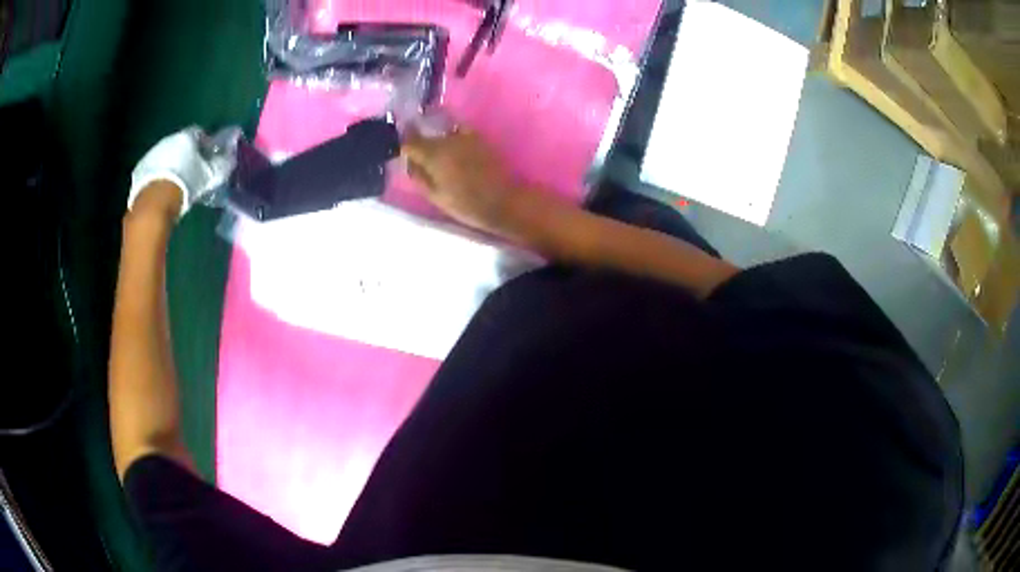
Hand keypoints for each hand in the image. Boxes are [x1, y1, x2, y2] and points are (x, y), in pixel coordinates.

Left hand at [128, 126, 239, 218]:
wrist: (153, 205)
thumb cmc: (184, 186)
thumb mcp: (208, 177)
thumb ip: (221, 164)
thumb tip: (231, 157)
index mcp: (186, 136)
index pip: (199, 133)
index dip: (205, 144)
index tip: (209, 157)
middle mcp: (168, 139)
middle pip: (179, 143)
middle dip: (186, 154)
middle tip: (192, 170)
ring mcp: (151, 154)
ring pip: (165, 155)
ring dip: (171, 164)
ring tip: (176, 182)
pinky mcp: (139, 170)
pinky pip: (153, 169)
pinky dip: (158, 175)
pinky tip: (162, 189)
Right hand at [401, 127, 520, 234]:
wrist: (504, 201)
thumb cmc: (467, 204)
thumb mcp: (435, 196)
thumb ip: (418, 176)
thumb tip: (409, 162)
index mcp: (433, 153)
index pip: (409, 141)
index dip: (404, 146)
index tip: (403, 153)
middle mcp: (447, 138)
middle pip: (425, 134)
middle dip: (419, 142)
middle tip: (418, 156)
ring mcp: (465, 135)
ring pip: (442, 132)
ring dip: (436, 139)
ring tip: (437, 155)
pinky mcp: (479, 137)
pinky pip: (459, 131)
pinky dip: (453, 137)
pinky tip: (455, 149)